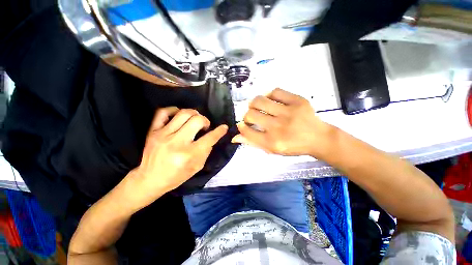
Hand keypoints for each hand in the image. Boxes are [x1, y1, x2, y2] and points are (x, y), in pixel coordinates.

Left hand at [125, 107, 227, 208]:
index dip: (220, 131)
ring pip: (183, 113)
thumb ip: (206, 151)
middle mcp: (177, 142)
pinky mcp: (153, 131)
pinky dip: (173, 110)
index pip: (210, 138)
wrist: (150, 179)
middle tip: (205, 126)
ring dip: (194, 114)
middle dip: (205, 121)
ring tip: (195, 120)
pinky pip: (163, 112)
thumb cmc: (176, 176)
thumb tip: (211, 137)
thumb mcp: (197, 167)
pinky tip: (179, 114)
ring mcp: (163, 135)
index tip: (224, 127)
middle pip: (197, 120)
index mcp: (189, 154)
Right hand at [232, 88, 334, 156]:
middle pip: (251, 114)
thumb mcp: (272, 149)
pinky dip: (269, 95)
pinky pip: (276, 91)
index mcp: (272, 142)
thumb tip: (235, 136)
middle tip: (251, 117)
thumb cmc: (293, 146)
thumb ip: (253, 142)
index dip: (242, 126)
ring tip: (257, 106)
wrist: (318, 138)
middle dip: (247, 115)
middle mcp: (278, 127)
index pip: (248, 131)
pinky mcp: (298, 101)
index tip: (243, 124)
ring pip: (260, 101)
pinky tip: (270, 100)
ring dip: (254, 103)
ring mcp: (289, 112)